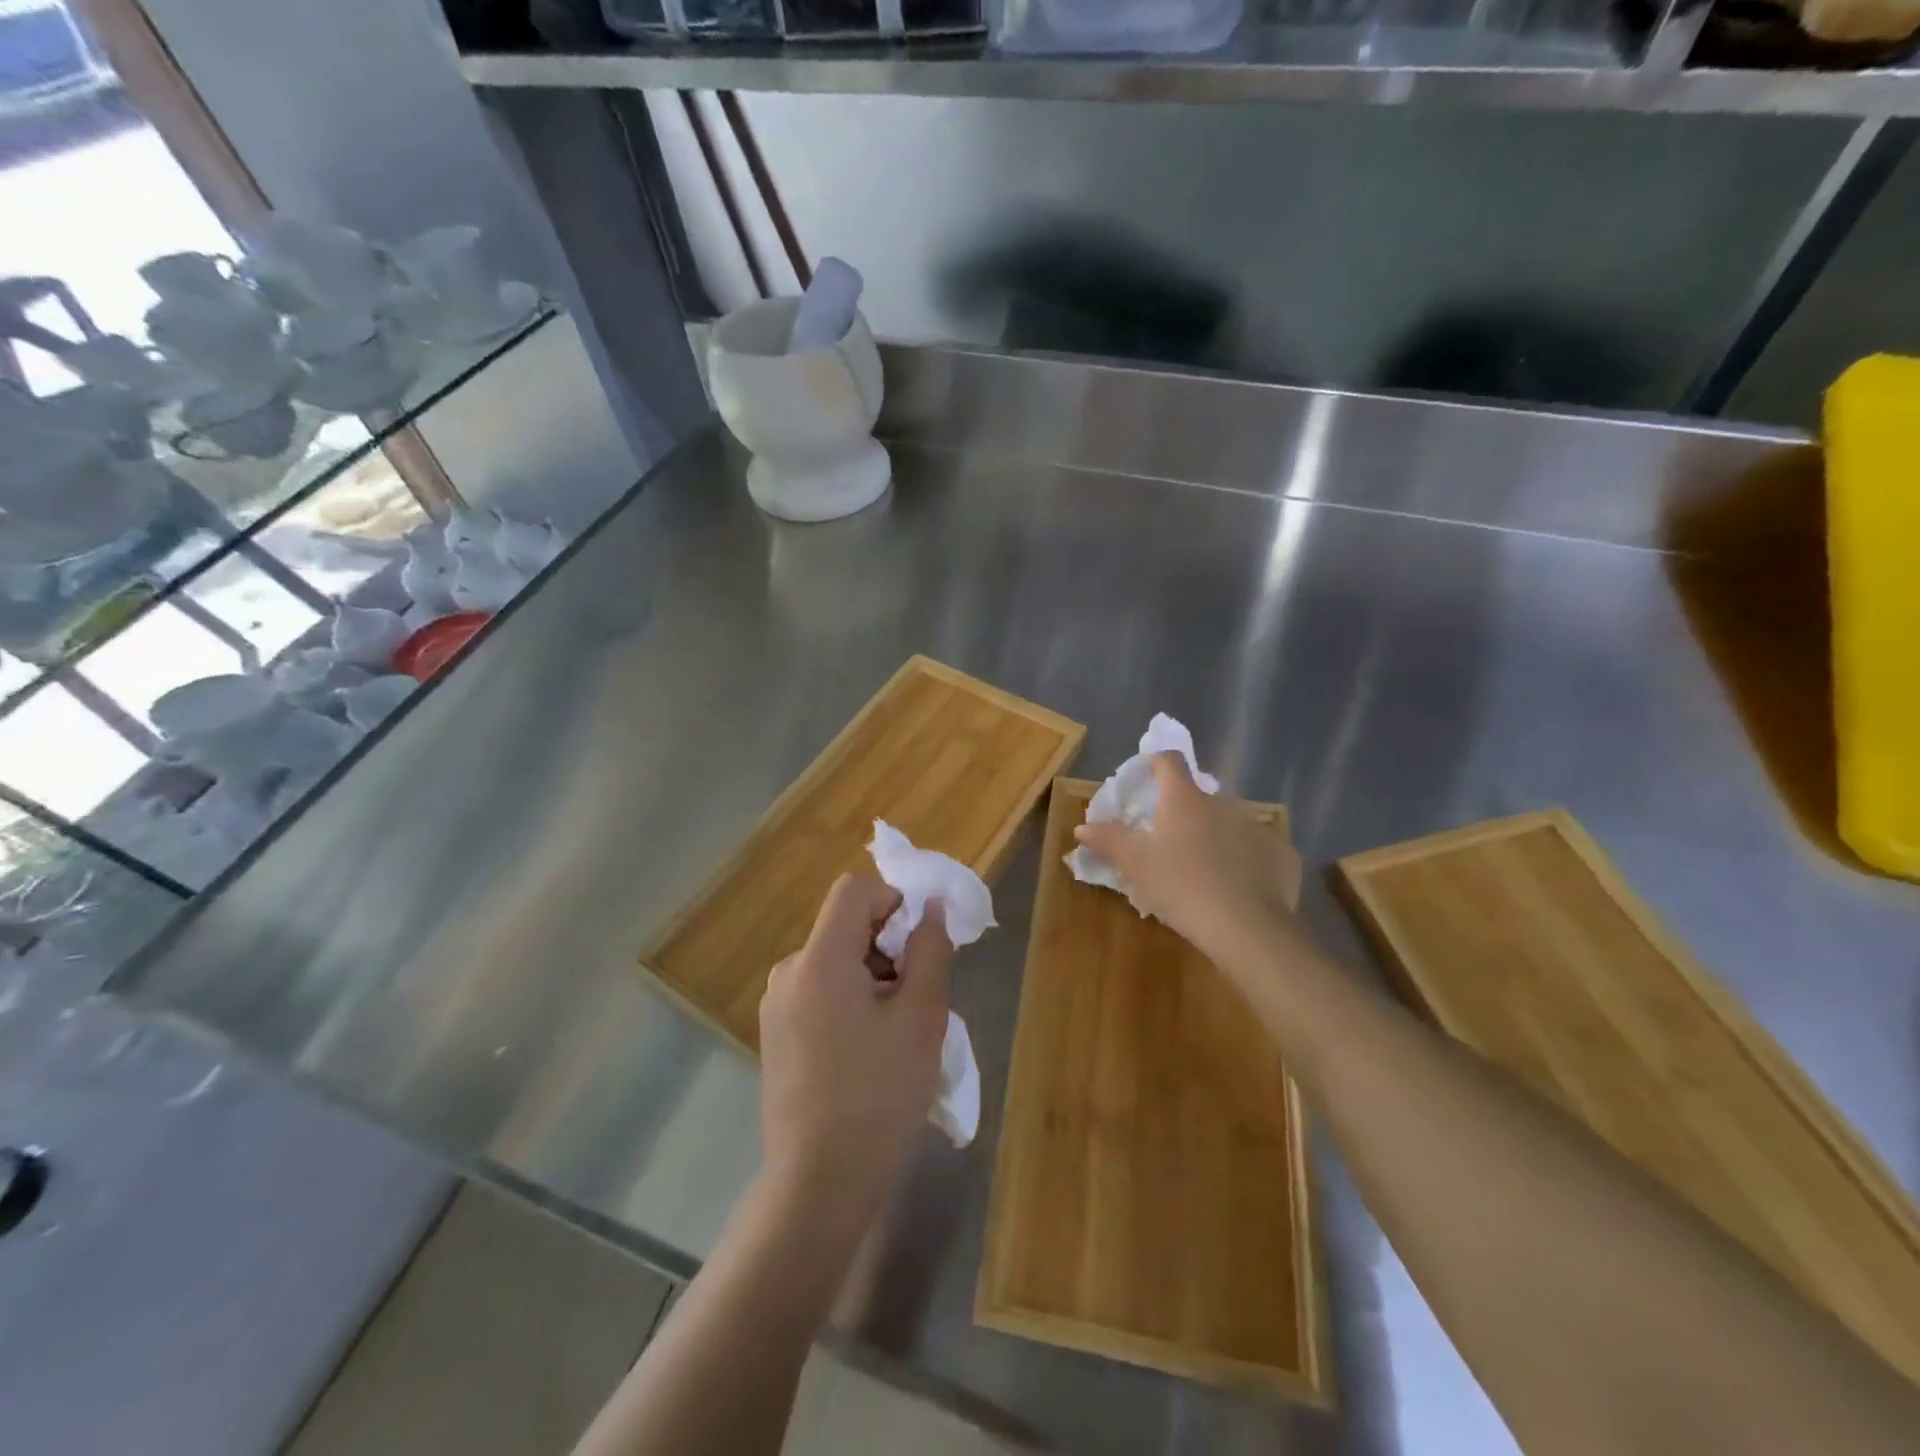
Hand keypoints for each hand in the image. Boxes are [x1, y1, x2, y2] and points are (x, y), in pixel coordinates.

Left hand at [758, 872, 952, 1222]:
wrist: (818, 1187)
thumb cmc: (879, 1097)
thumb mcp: (920, 1018)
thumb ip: (930, 951)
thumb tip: (932, 908)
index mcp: (819, 960)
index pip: (854, 890)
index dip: (893, 901)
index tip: (919, 947)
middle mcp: (789, 972)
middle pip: (845, 926)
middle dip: (888, 947)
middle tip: (918, 998)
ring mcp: (777, 1006)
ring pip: (835, 961)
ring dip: (873, 977)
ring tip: (897, 1033)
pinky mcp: (776, 1034)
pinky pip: (820, 991)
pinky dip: (851, 1001)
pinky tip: (869, 1052)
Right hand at [1074, 752, 1301, 967]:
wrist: (1247, 927)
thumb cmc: (1181, 886)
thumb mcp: (1136, 865)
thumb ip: (1109, 841)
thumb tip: (1083, 827)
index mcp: (1185, 799)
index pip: (1170, 762)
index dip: (1156, 763)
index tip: (1147, 774)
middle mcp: (1224, 803)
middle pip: (1200, 797)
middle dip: (1185, 812)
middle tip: (1170, 841)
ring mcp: (1257, 827)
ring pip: (1230, 823)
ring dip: (1216, 836)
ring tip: (1204, 868)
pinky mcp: (1282, 854)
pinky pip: (1258, 850)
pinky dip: (1246, 861)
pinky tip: (1239, 887)